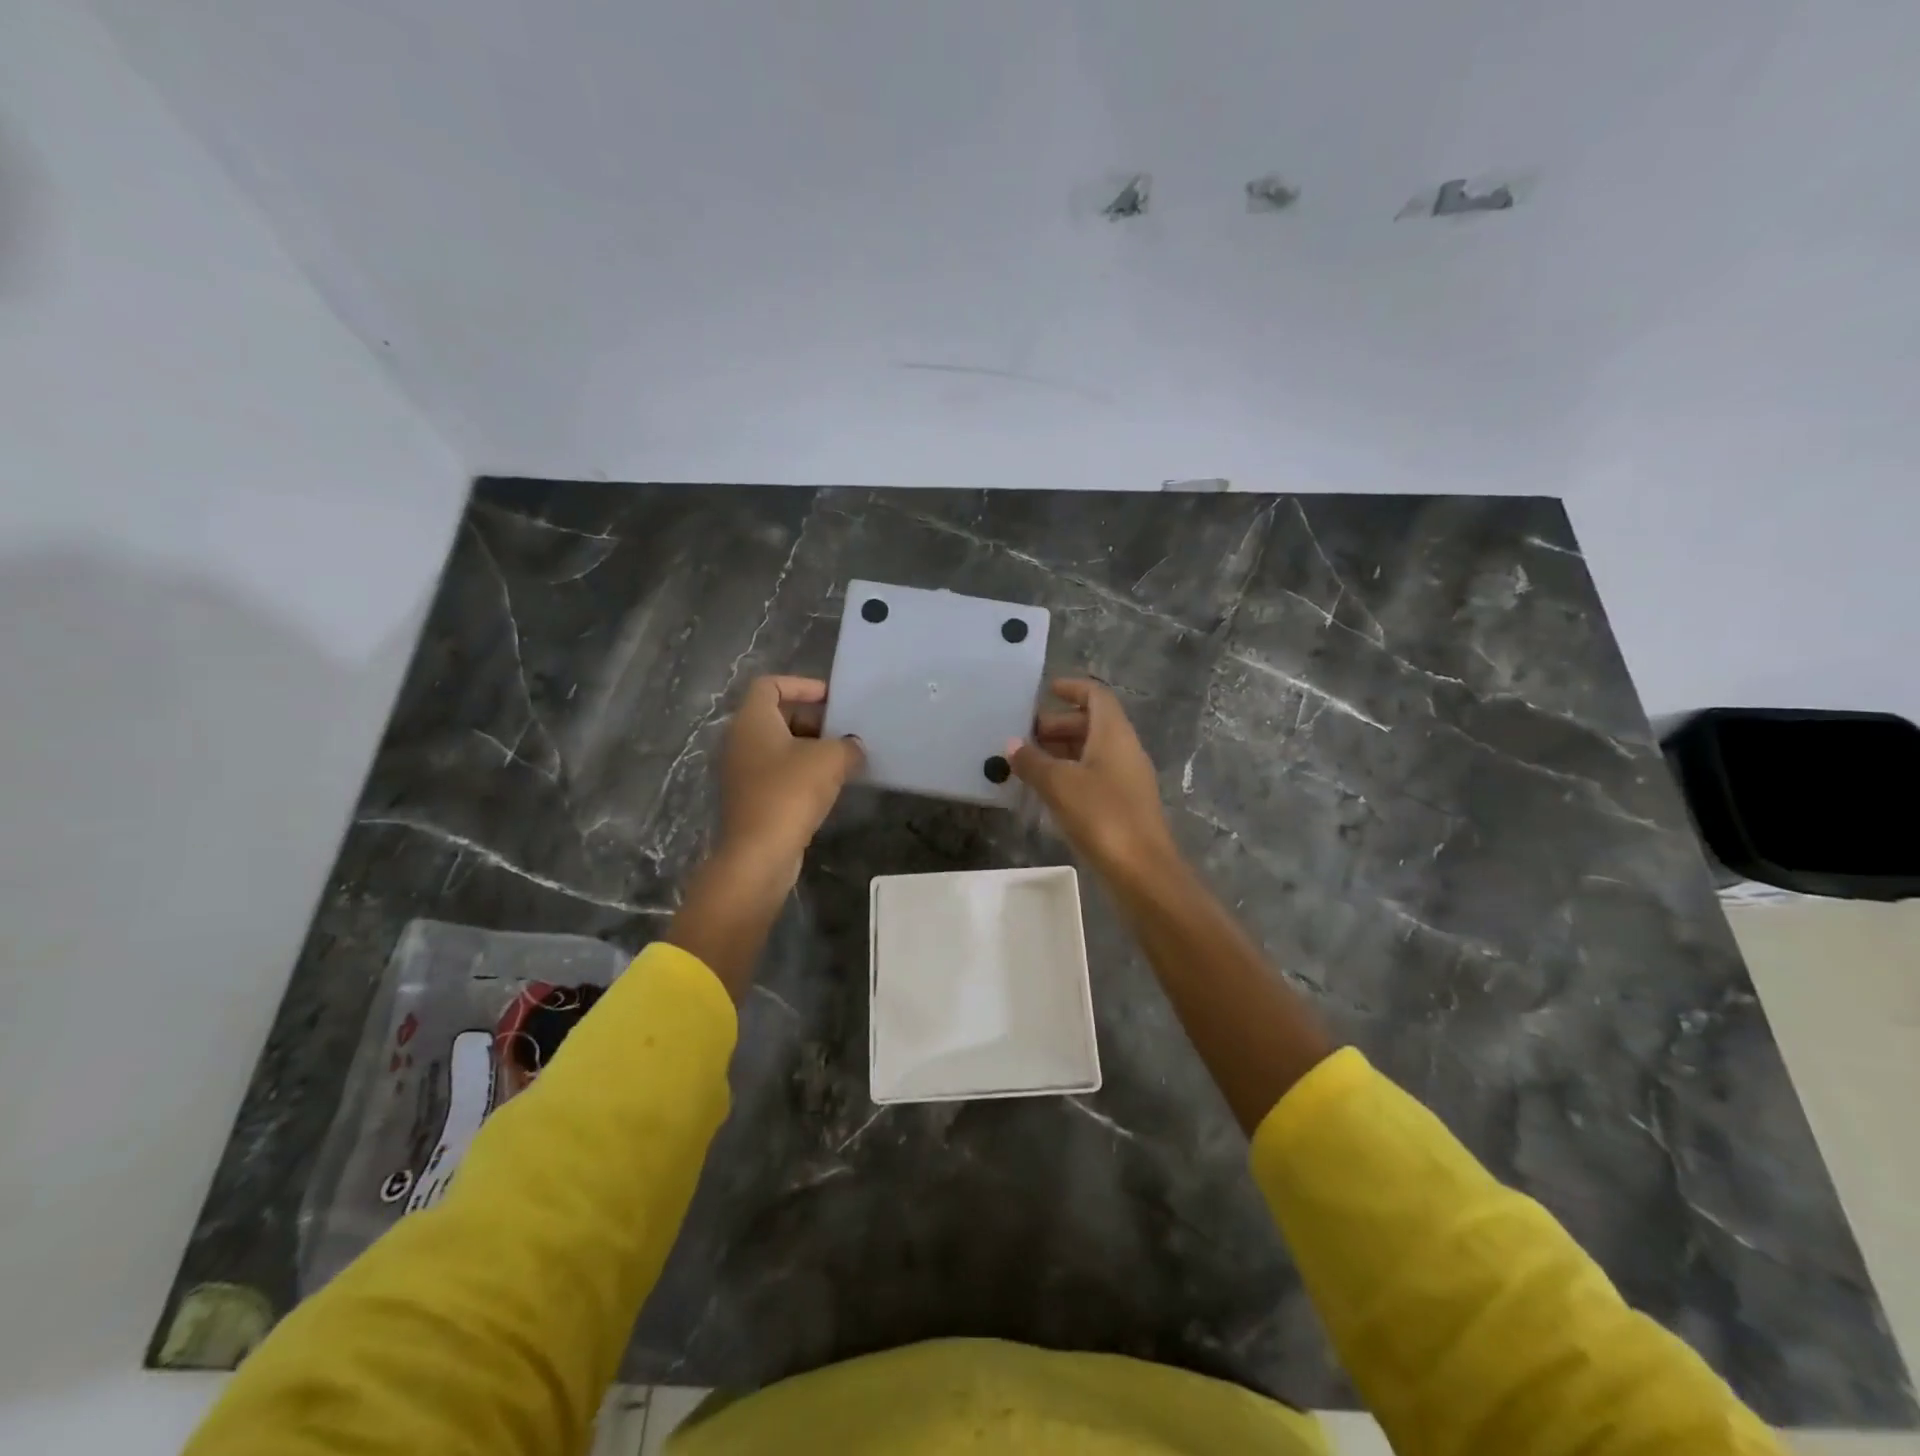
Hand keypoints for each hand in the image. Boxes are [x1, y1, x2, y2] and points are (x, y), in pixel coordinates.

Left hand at [716, 676, 863, 882]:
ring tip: (845, 759)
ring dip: (811, 749)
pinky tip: (830, 787)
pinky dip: (802, 773)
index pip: (770, 685)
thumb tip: (853, 747)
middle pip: (777, 716)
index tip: (832, 698)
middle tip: (844, 731)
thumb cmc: (790, 793)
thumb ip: (848, 745)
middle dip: (813, 720)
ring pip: (780, 747)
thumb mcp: (830, 760)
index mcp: (752, 721)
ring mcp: (743, 773)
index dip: (802, 685)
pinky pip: (779, 774)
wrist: (759, 854)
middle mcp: (740, 741)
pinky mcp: (751, 800)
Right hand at [1010, 678, 1177, 884]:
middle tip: (1025, 735)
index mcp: (1114, 734)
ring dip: (1062, 751)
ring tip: (1028, 763)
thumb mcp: (1058, 784)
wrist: (1142, 870)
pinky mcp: (1124, 804)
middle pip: (1092, 723)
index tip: (1046, 690)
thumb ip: (1032, 762)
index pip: (1096, 696)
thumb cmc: (1101, 816)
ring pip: (1092, 751)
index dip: (1072, 688)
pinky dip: (1070, 773)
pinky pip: (1094, 775)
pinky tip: (1047, 791)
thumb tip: (1012, 745)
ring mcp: (1127, 778)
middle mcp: (1125, 749)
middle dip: (1058, 724)